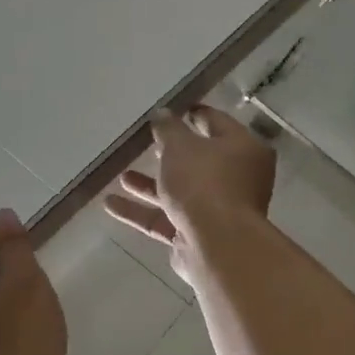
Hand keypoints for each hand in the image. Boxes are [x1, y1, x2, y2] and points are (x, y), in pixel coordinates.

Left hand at [0, 209, 66, 354]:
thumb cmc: (24, 331)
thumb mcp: (24, 277)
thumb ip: (12, 243)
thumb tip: (2, 214)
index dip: (6, 238)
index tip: (33, 247)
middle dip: (6, 266)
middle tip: (36, 276)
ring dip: (5, 291)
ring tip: (33, 301)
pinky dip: (3, 315)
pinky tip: (23, 327)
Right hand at [104, 107, 275, 278]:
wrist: (216, 245)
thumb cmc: (204, 183)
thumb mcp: (180, 146)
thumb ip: (168, 128)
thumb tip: (162, 113)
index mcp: (243, 149)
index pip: (217, 123)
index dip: (193, 115)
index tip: (172, 109)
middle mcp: (235, 180)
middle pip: (199, 162)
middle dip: (170, 155)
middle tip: (147, 144)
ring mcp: (217, 211)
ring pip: (179, 193)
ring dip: (150, 186)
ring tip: (121, 177)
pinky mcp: (196, 237)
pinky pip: (166, 219)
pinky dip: (141, 212)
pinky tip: (110, 205)